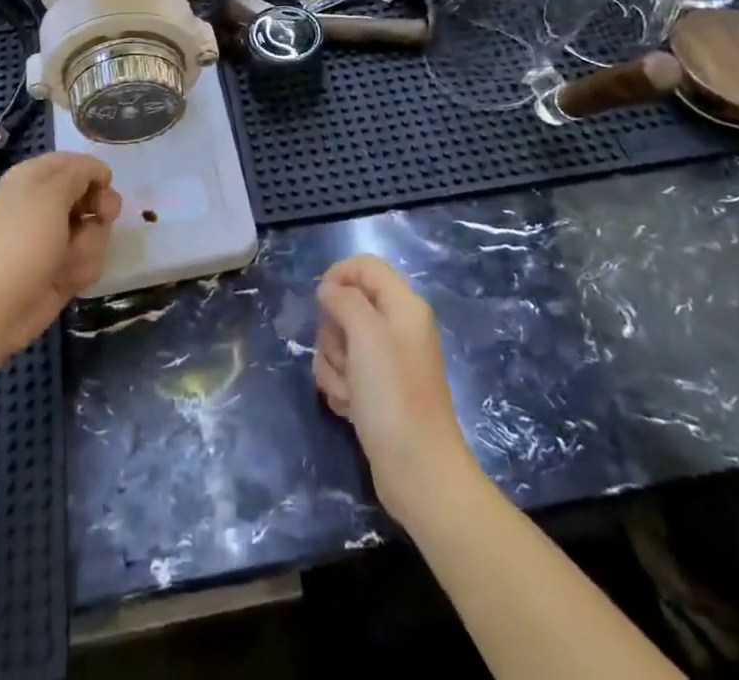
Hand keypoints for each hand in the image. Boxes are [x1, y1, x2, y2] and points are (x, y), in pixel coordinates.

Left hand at [0, 153, 119, 364]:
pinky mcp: (62, 268)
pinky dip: (80, 269)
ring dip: (87, 246)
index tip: (105, 187)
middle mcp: (46, 204)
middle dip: (98, 212)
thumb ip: (80, 172)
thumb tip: (98, 172)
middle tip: (100, 219)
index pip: (77, 162)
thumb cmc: (21, 241)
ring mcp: (55, 238)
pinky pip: (90, 259)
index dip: (95, 174)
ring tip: (65, 261)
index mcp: (35, 177)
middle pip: (93, 196)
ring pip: (96, 231)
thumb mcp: (51, 193)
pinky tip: (63, 280)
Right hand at [313, 255, 476, 519]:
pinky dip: (340, 387)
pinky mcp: (376, 391)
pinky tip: (350, 409)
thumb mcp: (366, 334)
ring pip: (339, 342)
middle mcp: (397, 328)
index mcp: (404, 306)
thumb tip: (329, 289)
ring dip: (334, 365)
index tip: (320, 300)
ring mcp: (387, 361)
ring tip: (350, 392)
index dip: (339, 275)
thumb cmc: (393, 395)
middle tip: (345, 356)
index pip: (366, 266)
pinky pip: (344, 372)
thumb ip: (344, 300)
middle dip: (333, 331)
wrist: (418, 472)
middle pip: (348, 305)